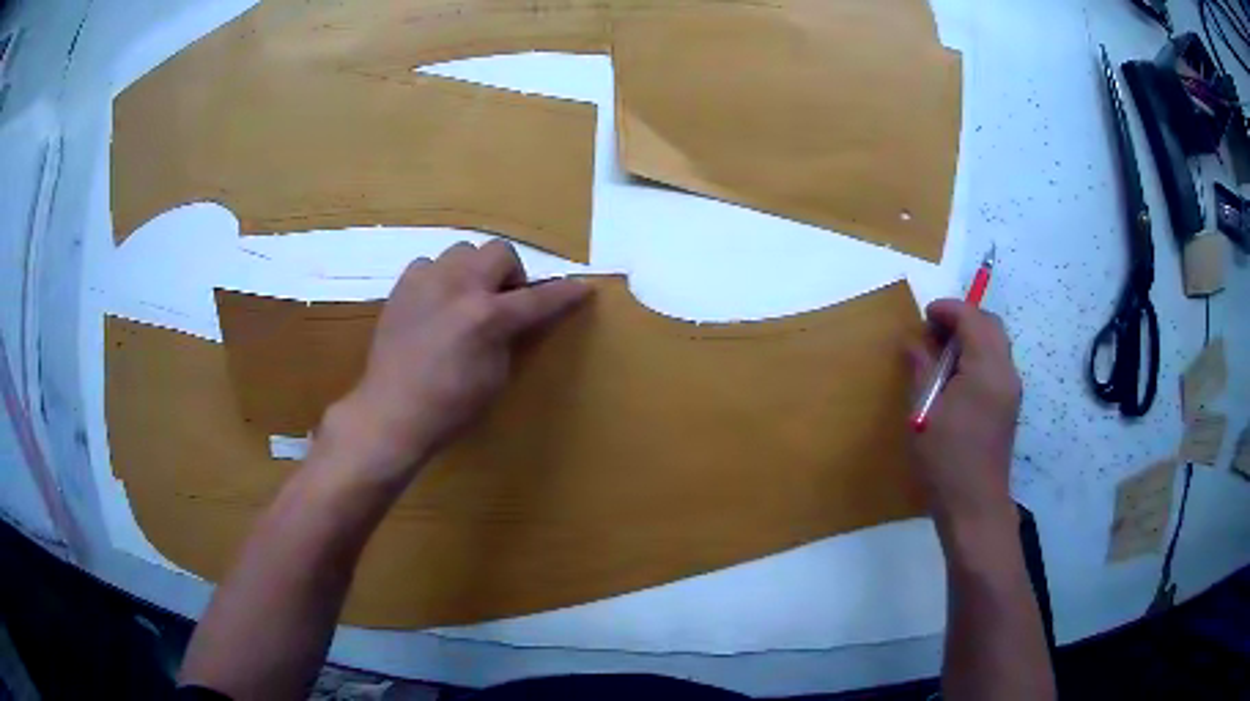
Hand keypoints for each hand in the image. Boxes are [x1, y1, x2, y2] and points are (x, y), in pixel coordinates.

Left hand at [319, 241, 590, 491]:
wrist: (392, 411)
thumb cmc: (451, 407)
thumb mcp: (496, 376)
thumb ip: (511, 337)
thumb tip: (518, 317)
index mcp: (487, 316)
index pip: (538, 298)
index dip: (565, 293)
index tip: (582, 287)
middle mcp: (458, 287)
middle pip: (500, 251)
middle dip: (511, 273)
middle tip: (505, 302)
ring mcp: (426, 282)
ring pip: (462, 251)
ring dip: (474, 271)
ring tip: (466, 299)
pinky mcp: (402, 286)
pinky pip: (429, 264)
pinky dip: (440, 278)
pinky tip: (436, 304)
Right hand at [907, 300, 1021, 527]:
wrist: (975, 506)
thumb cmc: (945, 460)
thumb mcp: (923, 413)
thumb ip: (921, 370)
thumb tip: (914, 342)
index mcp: (987, 369)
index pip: (972, 318)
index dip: (948, 310)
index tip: (924, 316)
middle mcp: (1006, 372)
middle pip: (990, 325)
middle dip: (963, 318)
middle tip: (934, 332)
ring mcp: (1012, 390)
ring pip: (996, 343)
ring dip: (971, 337)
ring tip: (942, 355)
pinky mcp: (1009, 406)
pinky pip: (997, 364)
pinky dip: (978, 356)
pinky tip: (957, 379)